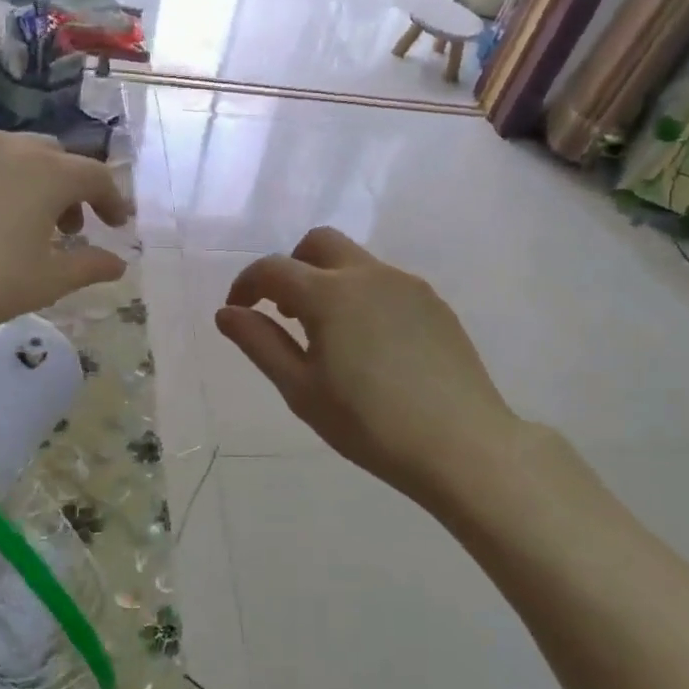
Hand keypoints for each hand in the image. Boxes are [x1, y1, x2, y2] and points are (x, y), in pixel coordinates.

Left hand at [0, 132, 131, 347]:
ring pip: (9, 154)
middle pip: (54, 157)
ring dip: (27, 182)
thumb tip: (118, 263)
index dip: (112, 199)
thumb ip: (89, 267)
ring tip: (17, 221)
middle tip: (67, 228)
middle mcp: (8, 147)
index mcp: (47, 173)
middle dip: (69, 189)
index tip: (116, 225)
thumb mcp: (46, 283)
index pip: (96, 175)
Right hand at [216, 228, 525, 506]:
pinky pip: (386, 283)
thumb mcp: (301, 389)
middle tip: (284, 312)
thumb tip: (227, 313)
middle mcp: (370, 274)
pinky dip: (361, 297)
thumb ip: (260, 343)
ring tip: (327, 336)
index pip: (273, 268)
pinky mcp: (435, 304)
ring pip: (355, 262)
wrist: (461, 445)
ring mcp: (408, 286)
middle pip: (318, 243)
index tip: (238, 311)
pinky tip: (370, 346)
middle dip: (291, 267)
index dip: (246, 284)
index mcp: (330, 293)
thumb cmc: (369, 424)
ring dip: (327, 281)